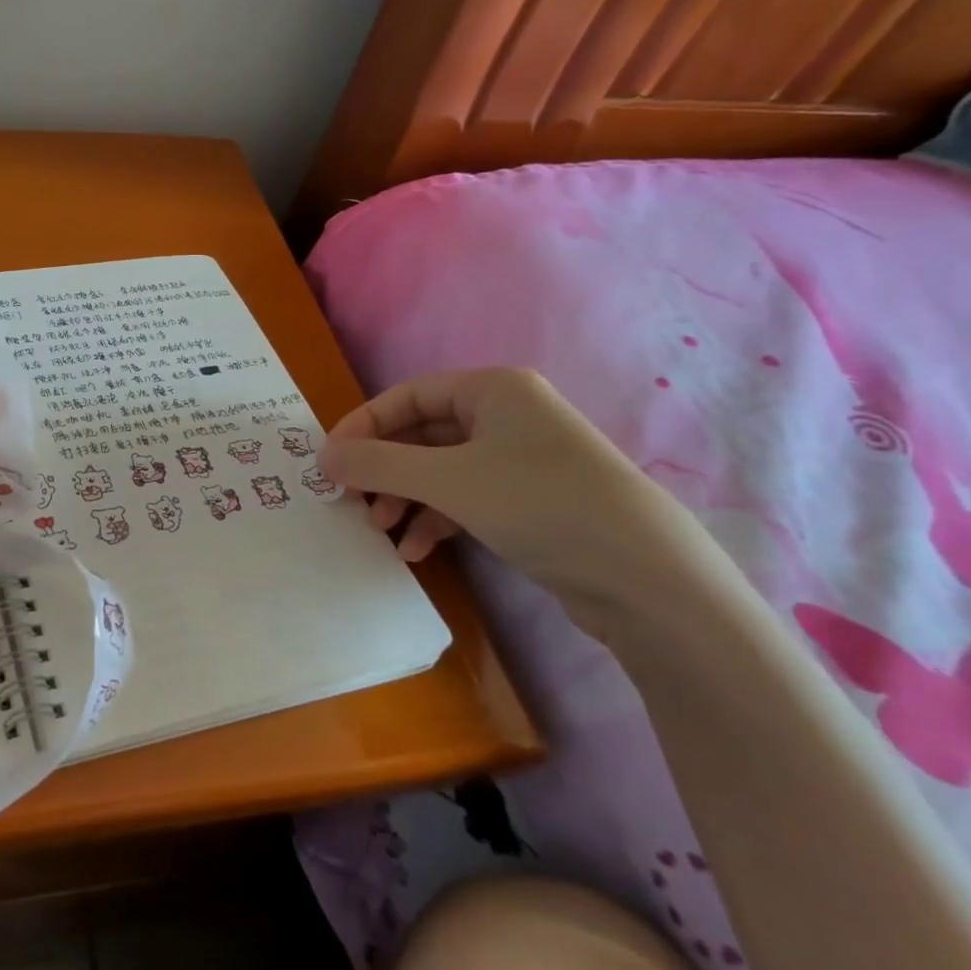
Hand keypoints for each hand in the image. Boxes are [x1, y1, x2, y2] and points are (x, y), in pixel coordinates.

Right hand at [317, 368, 713, 633]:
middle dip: (384, 470)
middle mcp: (508, 416)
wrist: (647, 580)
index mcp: (493, 390)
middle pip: (422, 435)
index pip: (407, 396)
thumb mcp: (446, 480)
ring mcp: (523, 460)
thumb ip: (377, 463)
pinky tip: (416, 550)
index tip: (329, 461)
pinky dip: (436, 519)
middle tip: (353, 501)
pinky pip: (467, 499)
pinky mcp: (533, 502)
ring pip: (441, 471)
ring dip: (405, 499)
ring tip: (381, 531)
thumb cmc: (538, 504)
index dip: (363, 426)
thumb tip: (323, 457)